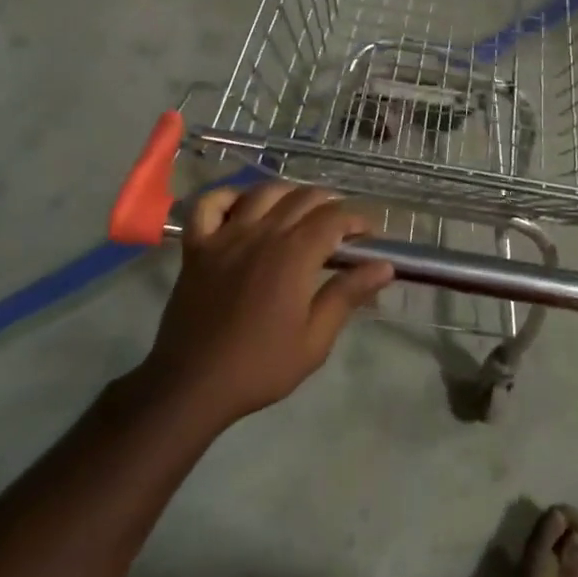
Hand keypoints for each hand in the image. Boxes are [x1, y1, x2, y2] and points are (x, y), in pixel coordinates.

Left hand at [140, 183, 393, 425]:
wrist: (193, 383)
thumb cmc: (260, 366)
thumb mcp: (315, 340)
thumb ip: (347, 295)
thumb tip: (384, 266)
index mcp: (294, 255)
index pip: (334, 217)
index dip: (357, 220)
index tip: (369, 237)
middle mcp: (262, 234)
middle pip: (303, 197)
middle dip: (330, 204)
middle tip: (341, 228)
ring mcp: (225, 236)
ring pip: (262, 192)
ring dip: (289, 194)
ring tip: (301, 212)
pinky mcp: (197, 246)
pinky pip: (209, 204)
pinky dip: (229, 197)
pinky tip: (244, 208)